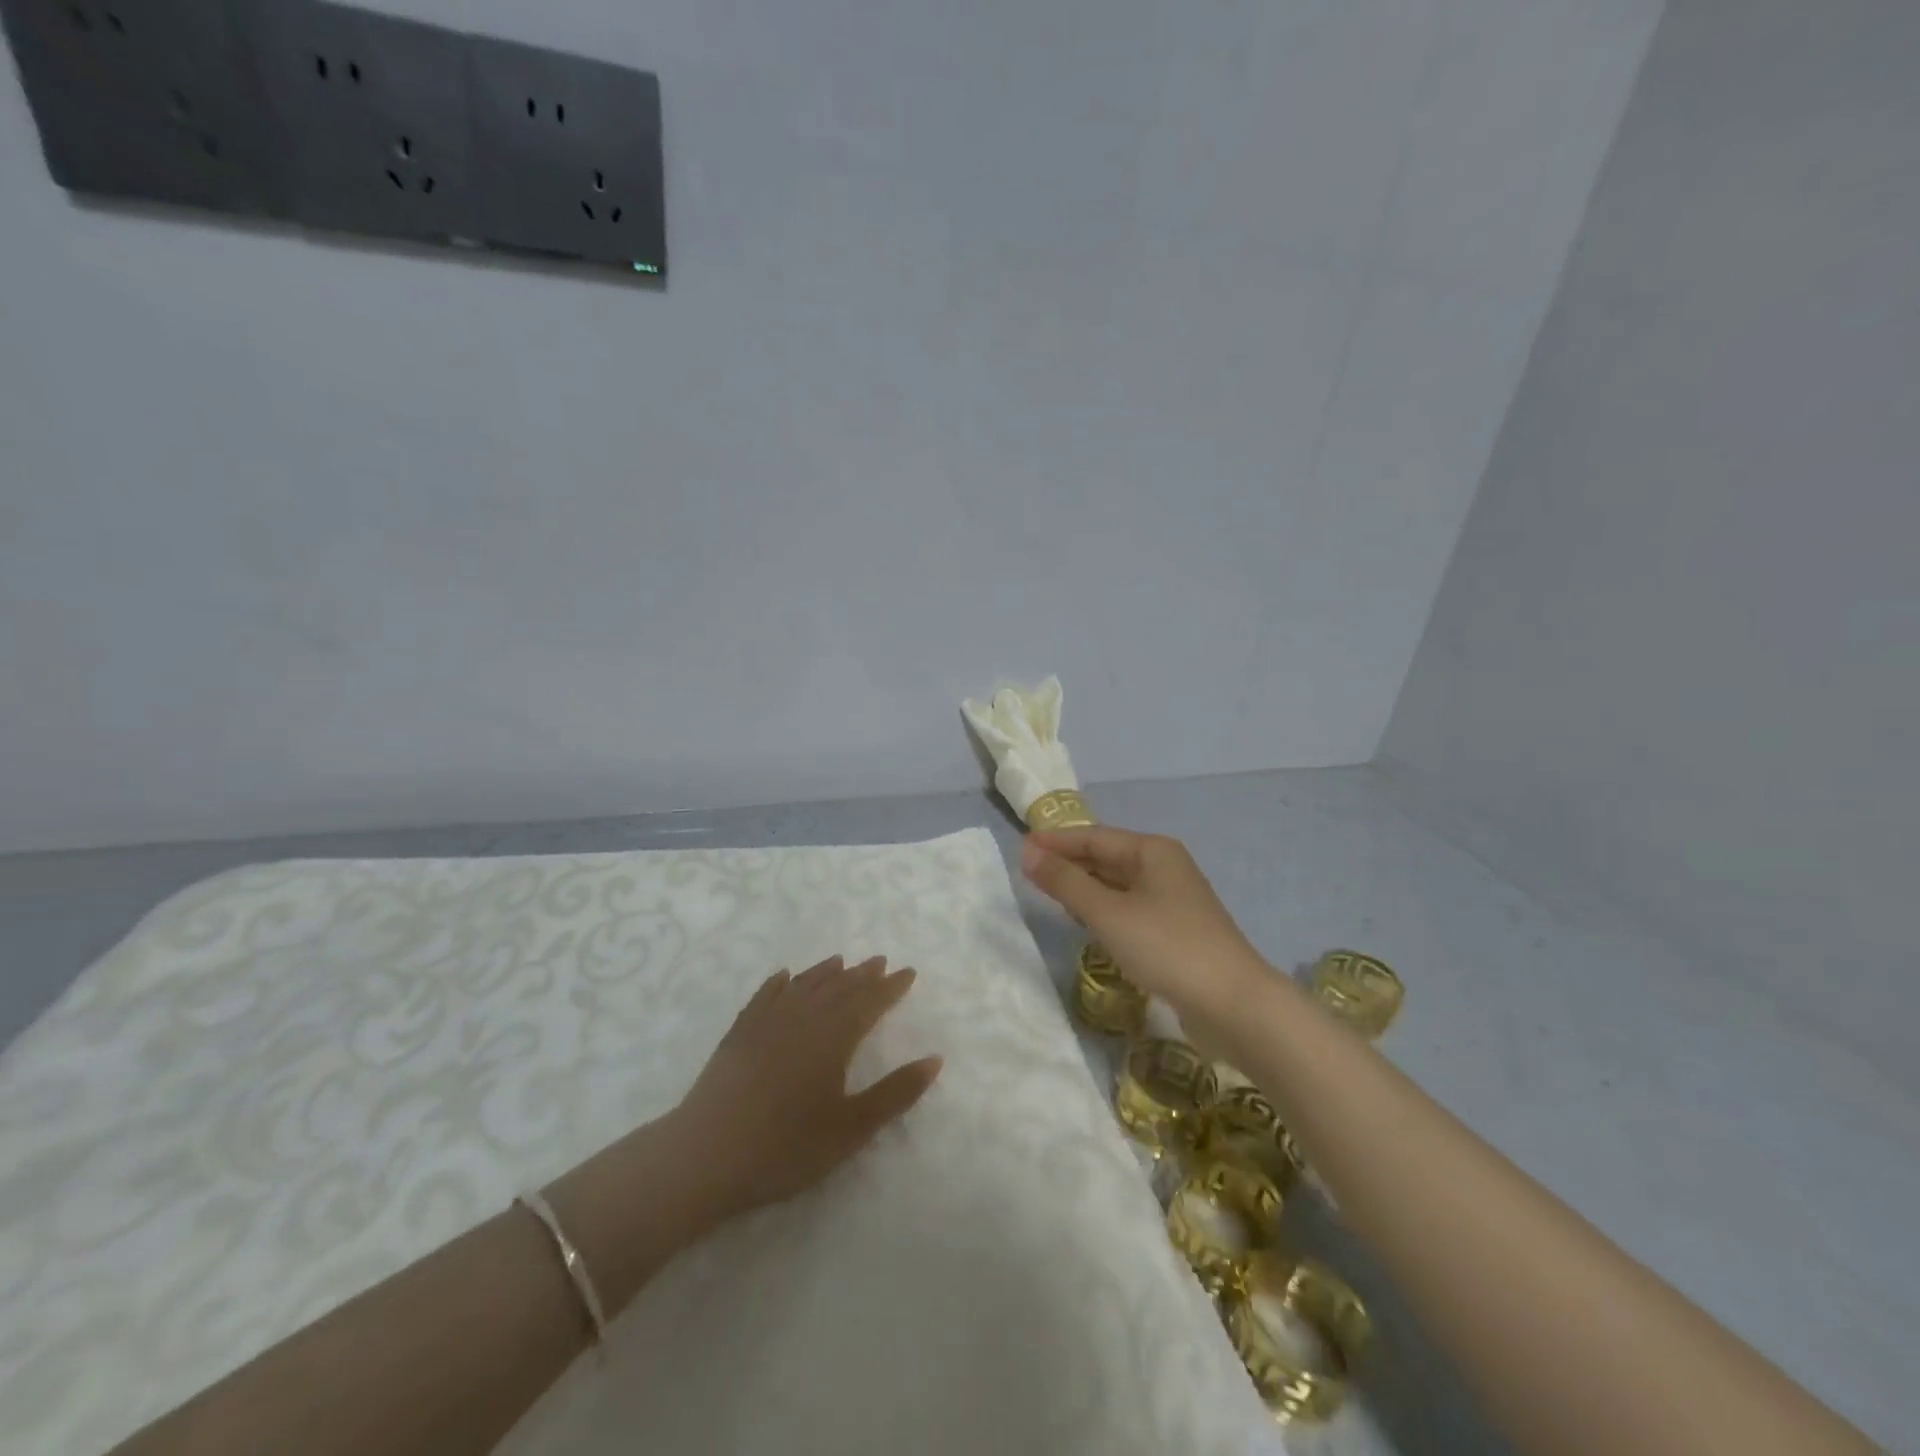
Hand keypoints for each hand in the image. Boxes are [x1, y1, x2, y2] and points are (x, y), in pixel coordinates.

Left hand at [673, 955, 942, 1218]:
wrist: (706, 1155)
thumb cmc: (786, 1146)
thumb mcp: (851, 1128)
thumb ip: (895, 1093)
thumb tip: (934, 1059)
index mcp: (834, 1036)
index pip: (870, 1001)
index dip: (891, 987)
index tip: (909, 972)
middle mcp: (804, 1017)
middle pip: (839, 987)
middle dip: (863, 974)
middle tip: (880, 961)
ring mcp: (767, 1021)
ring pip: (804, 985)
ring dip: (826, 972)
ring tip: (842, 961)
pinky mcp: (739, 1032)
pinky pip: (765, 995)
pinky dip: (779, 983)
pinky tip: (784, 977)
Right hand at [1021, 826, 1263, 1028]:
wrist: (1234, 1004)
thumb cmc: (1167, 947)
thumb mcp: (1108, 913)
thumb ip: (1066, 882)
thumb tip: (1027, 853)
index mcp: (1152, 850)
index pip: (1093, 836)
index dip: (1055, 841)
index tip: (1019, 848)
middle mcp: (1164, 866)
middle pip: (1106, 856)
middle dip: (1068, 862)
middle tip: (1028, 871)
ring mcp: (1172, 899)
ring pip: (1117, 883)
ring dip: (1084, 886)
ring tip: (1049, 893)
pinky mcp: (1175, 929)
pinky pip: (1128, 907)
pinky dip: (1103, 909)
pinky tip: (1086, 922)